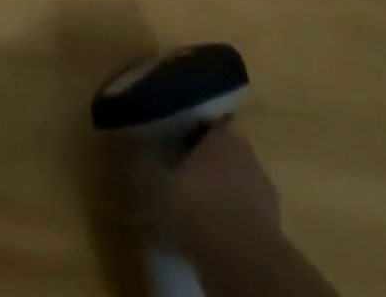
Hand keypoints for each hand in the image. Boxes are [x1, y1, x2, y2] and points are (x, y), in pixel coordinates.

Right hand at [114, 120, 282, 253]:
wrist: (243, 267)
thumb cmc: (197, 207)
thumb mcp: (151, 180)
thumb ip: (133, 158)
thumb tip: (114, 136)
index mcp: (224, 134)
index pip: (203, 119)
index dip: (183, 126)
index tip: (165, 135)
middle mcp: (249, 158)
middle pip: (218, 153)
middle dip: (197, 162)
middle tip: (170, 171)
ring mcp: (265, 198)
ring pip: (231, 187)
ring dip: (212, 195)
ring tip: (185, 207)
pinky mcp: (272, 235)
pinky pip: (240, 220)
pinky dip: (223, 224)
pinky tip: (204, 233)